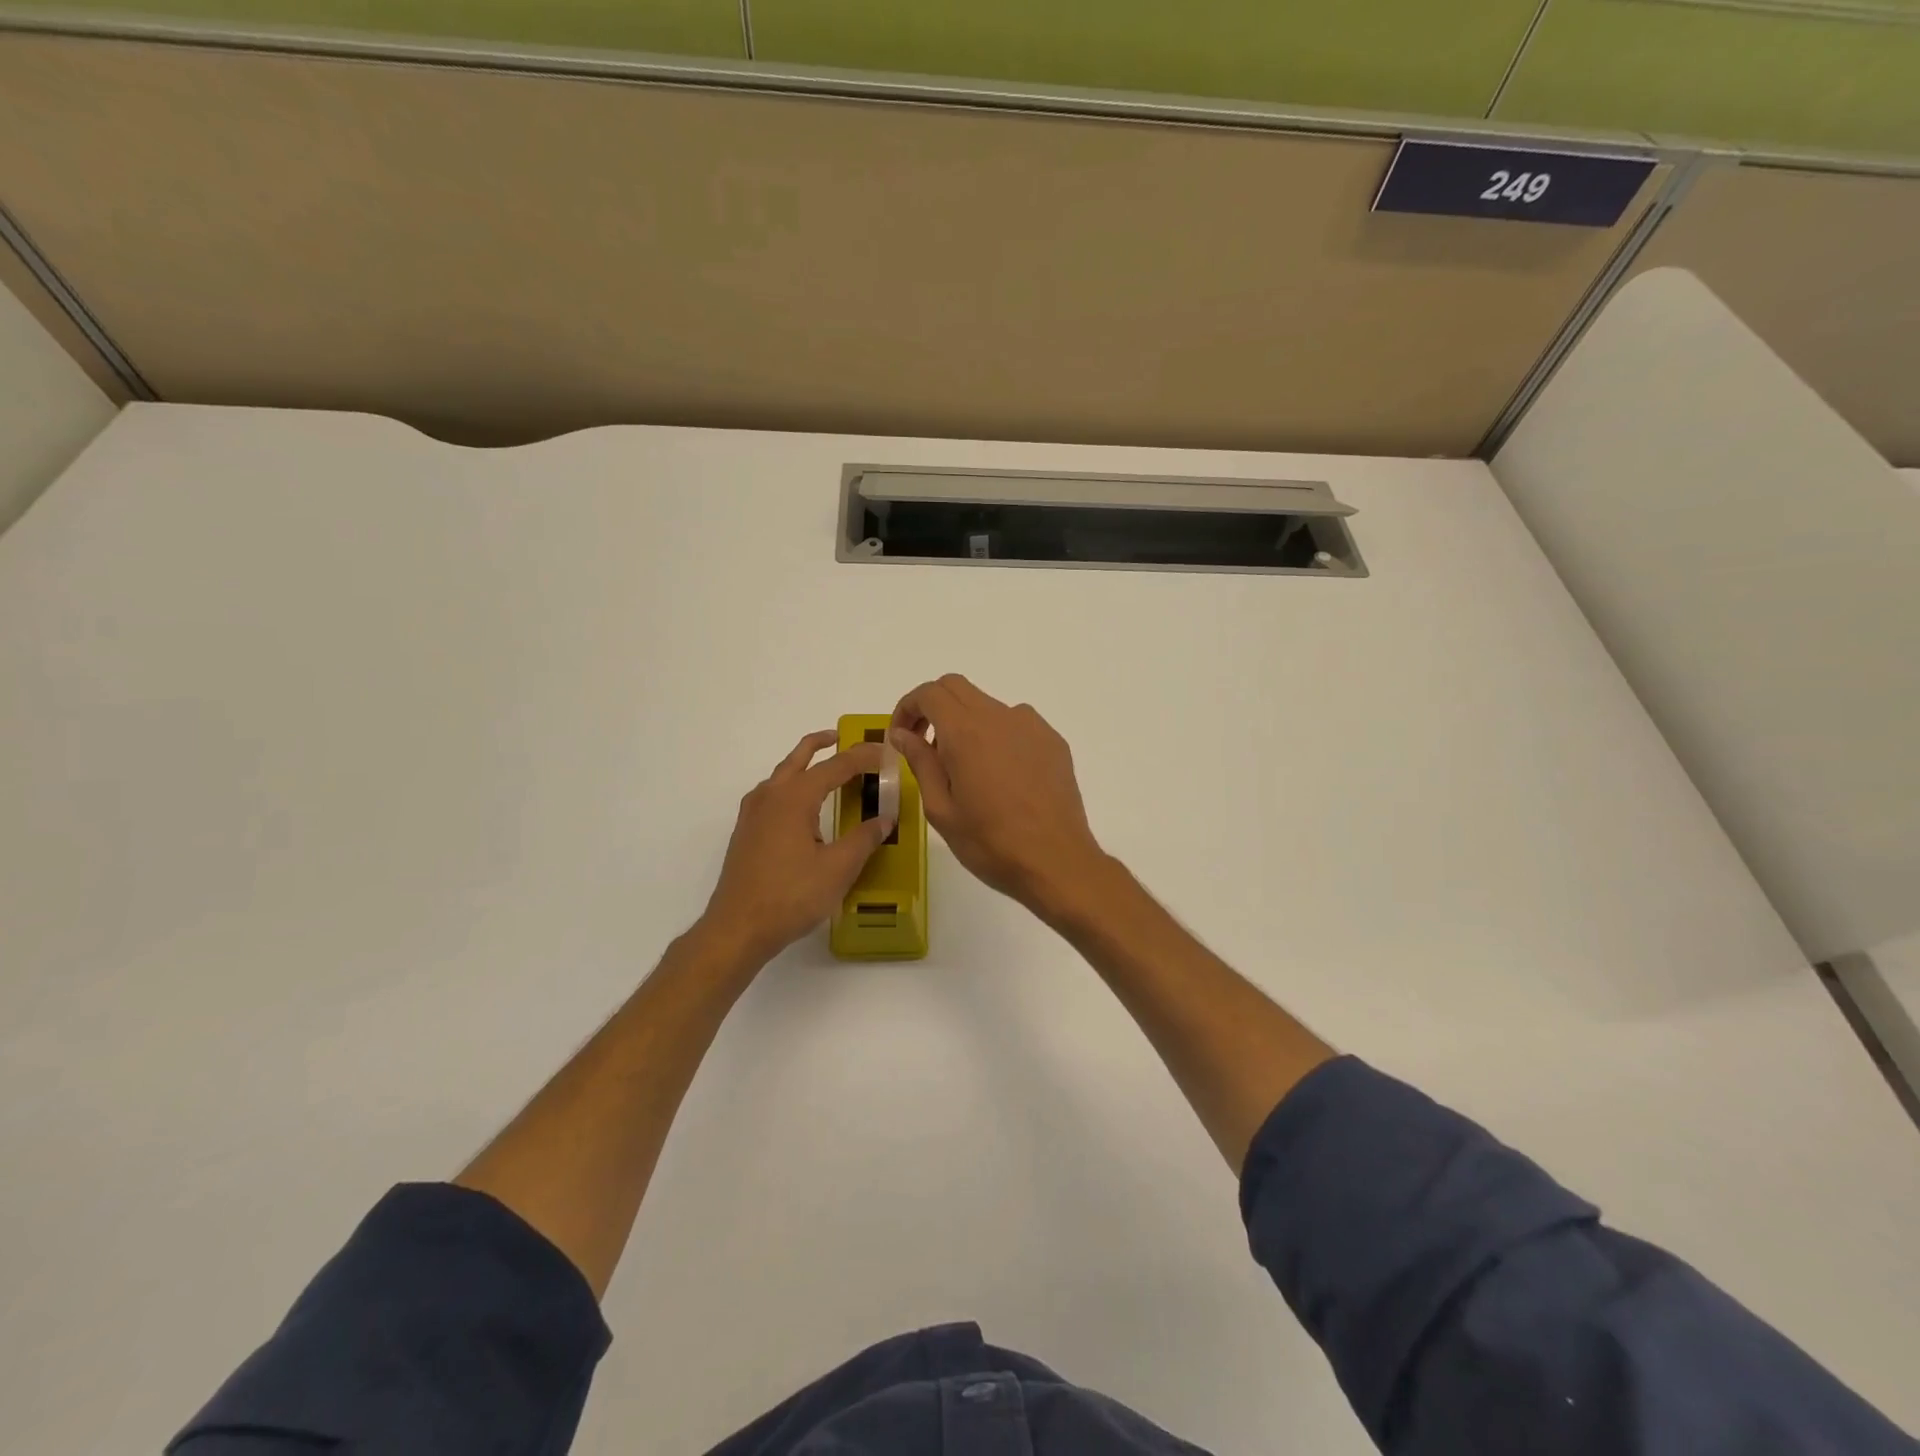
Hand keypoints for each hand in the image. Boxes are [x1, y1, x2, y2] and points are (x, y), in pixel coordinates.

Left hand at [699, 731, 894, 965]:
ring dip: (804, 764)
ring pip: (782, 774)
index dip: (863, 757)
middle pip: (799, 758)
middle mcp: (770, 796)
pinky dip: (791, 786)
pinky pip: (772, 794)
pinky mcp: (746, 832)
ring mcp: (753, 813)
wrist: (737, 927)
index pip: (836, 766)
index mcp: (795, 797)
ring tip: (826, 770)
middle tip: (843, 738)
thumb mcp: (838, 868)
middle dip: (822, 744)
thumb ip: (864, 839)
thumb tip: (885, 819)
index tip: (886, 753)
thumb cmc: (791, 895)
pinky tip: (802, 807)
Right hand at [889, 675, 1108, 914]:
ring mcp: (1031, 726)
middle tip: (925, 745)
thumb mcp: (941, 809)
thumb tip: (902, 734)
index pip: (929, 693)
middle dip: (933, 707)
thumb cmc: (990, 843)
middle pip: (957, 688)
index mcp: (966, 731)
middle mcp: (1000, 717)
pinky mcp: (1053, 741)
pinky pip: (1015, 724)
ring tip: (965, 769)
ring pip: (987, 705)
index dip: (907, 708)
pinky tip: (1000, 776)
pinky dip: (996, 736)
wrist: (1056, 861)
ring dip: (966, 723)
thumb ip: (920, 762)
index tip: (901, 737)